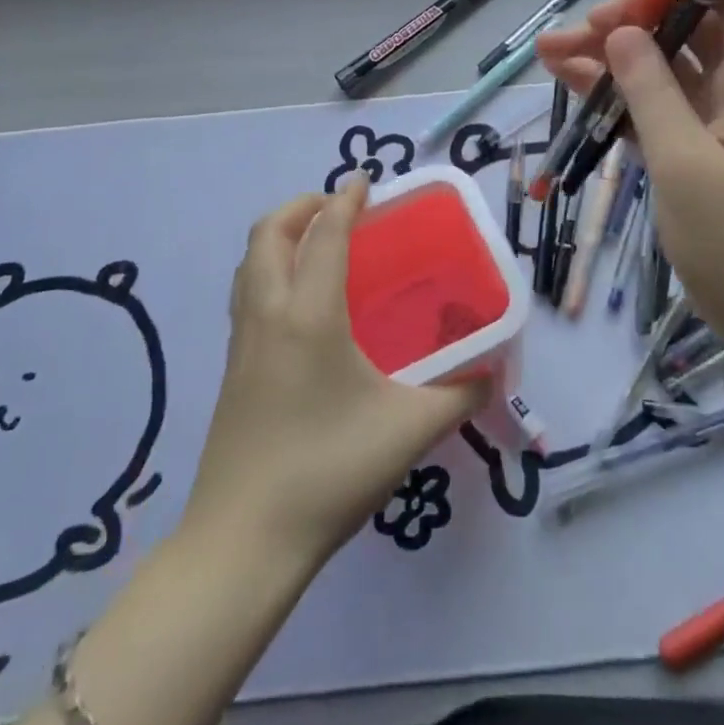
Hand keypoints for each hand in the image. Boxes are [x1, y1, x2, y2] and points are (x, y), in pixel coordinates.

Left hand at [182, 176, 487, 568]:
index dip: (344, 201)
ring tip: (318, 242)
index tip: (365, 181)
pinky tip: (300, 301)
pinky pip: (247, 293)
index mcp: (309, 316)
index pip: (324, 235)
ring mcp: (242, 343)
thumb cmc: (328, 472)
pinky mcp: (231, 370)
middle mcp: (268, 315)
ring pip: (250, 263)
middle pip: (269, 234)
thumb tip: (491, 373)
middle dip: (302, 206)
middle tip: (339, 208)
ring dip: (280, 236)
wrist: (243, 543)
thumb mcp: (409, 431)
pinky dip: (270, 269)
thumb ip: (459, 396)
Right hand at [537, 0, 723, 361]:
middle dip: (629, 19)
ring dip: (609, 57)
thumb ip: (651, 91)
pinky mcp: (695, 153)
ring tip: (547, 52)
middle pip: (685, 29)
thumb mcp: (686, 163)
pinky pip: (653, 109)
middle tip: (577, 30)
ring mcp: (715, 124)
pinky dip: (616, 96)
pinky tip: (570, 85)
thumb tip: (621, 31)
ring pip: (660, 69)